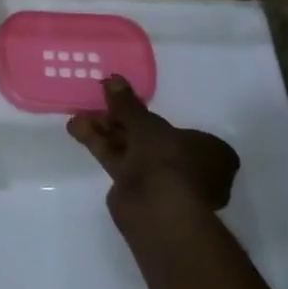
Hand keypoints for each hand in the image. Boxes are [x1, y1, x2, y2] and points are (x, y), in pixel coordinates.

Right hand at [67, 76, 238, 237]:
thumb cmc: (168, 159)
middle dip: (120, 123)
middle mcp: (190, 167)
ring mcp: (163, 182)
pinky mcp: (138, 191)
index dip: (149, 116)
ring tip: (76, 118)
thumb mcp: (146, 124)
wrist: (157, 209)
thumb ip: (127, 104)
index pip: (180, 129)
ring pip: (131, 150)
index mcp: (210, 151)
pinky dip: (101, 147)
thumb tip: (113, 79)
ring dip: (105, 133)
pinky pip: (120, 163)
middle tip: (96, 107)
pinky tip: (77, 131)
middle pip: (149, 138)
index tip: (123, 104)